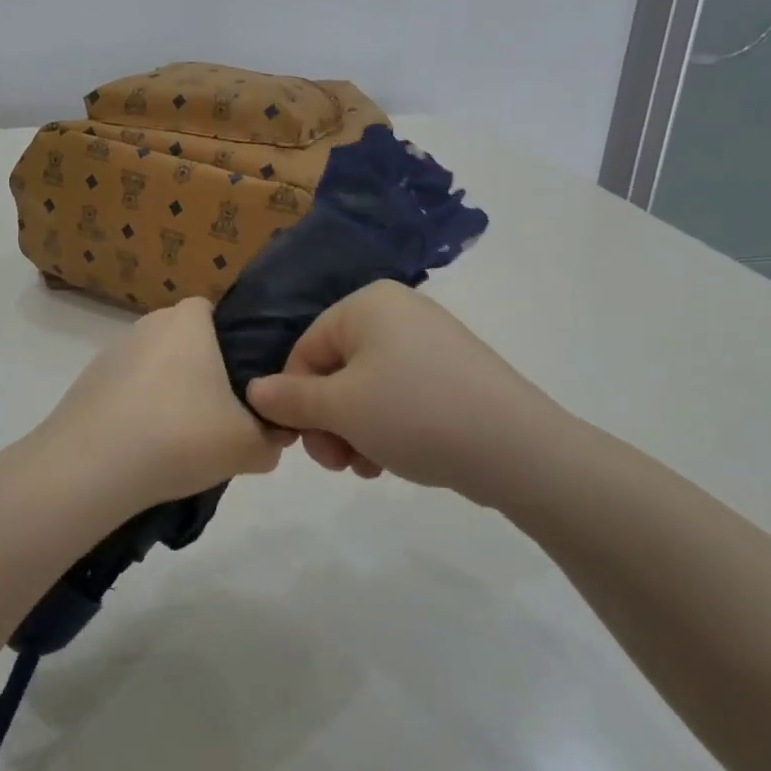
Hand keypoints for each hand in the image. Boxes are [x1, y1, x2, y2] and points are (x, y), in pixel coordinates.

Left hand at [34, 297, 289, 511]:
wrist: (91, 468)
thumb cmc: (180, 436)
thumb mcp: (248, 446)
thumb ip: (273, 438)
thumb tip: (275, 436)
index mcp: (187, 321)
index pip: (214, 311)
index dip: (232, 340)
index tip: (244, 380)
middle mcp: (147, 325)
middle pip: (183, 341)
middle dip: (201, 372)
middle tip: (219, 417)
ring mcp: (111, 354)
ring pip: (153, 368)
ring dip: (167, 395)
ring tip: (179, 443)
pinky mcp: (86, 385)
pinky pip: (125, 392)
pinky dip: (137, 413)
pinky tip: (144, 451)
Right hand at [244, 281, 581, 504]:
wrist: (516, 448)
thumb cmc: (414, 413)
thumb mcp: (341, 408)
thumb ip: (290, 399)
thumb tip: (254, 390)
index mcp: (366, 304)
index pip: (304, 350)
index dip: (296, 400)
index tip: (305, 445)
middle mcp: (396, 312)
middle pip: (334, 370)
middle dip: (327, 421)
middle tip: (337, 462)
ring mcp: (428, 342)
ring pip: (364, 389)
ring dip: (353, 431)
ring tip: (366, 466)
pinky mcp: (451, 372)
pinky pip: (398, 395)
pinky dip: (385, 428)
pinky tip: (391, 460)